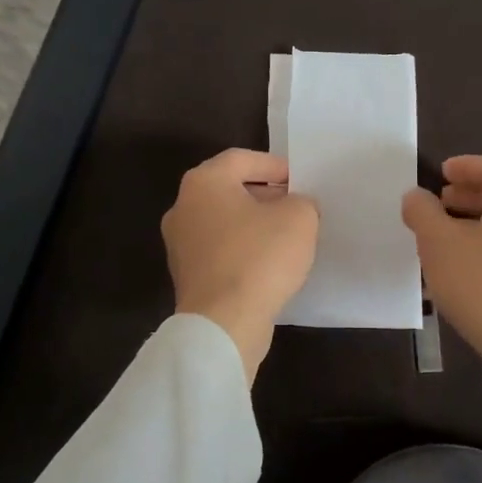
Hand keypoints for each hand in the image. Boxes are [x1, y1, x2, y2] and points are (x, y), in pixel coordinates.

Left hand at [162, 149, 318, 380]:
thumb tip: (294, 207)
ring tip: (286, 236)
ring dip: (253, 224)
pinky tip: (268, 264)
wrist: (224, 323)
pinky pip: (219, 250)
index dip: (275, 166)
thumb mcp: (299, 218)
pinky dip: (242, 250)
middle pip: (229, 189)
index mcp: (204, 183)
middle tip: (295, 206)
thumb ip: (301, 201)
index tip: (300, 181)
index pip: (242, 159)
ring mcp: (179, 243)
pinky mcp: (186, 275)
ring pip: (224, 221)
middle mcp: (183, 207)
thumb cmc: (260, 258)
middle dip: (265, 195)